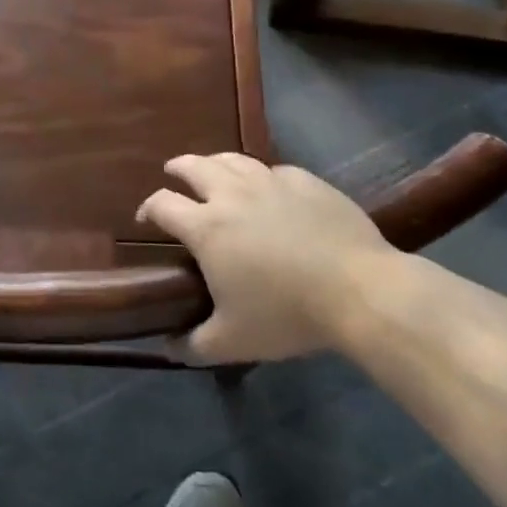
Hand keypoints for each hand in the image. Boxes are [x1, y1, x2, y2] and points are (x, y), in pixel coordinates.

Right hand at [137, 154, 402, 363]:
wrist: (360, 290)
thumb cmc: (287, 314)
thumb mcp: (233, 341)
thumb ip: (193, 345)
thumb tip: (168, 346)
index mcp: (206, 226)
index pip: (162, 204)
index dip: (148, 208)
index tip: (145, 218)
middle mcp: (232, 194)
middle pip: (194, 166)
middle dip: (177, 168)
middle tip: (173, 174)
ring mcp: (271, 182)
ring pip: (233, 159)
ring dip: (215, 163)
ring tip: (213, 170)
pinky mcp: (306, 181)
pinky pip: (274, 170)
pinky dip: (261, 176)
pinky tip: (269, 189)